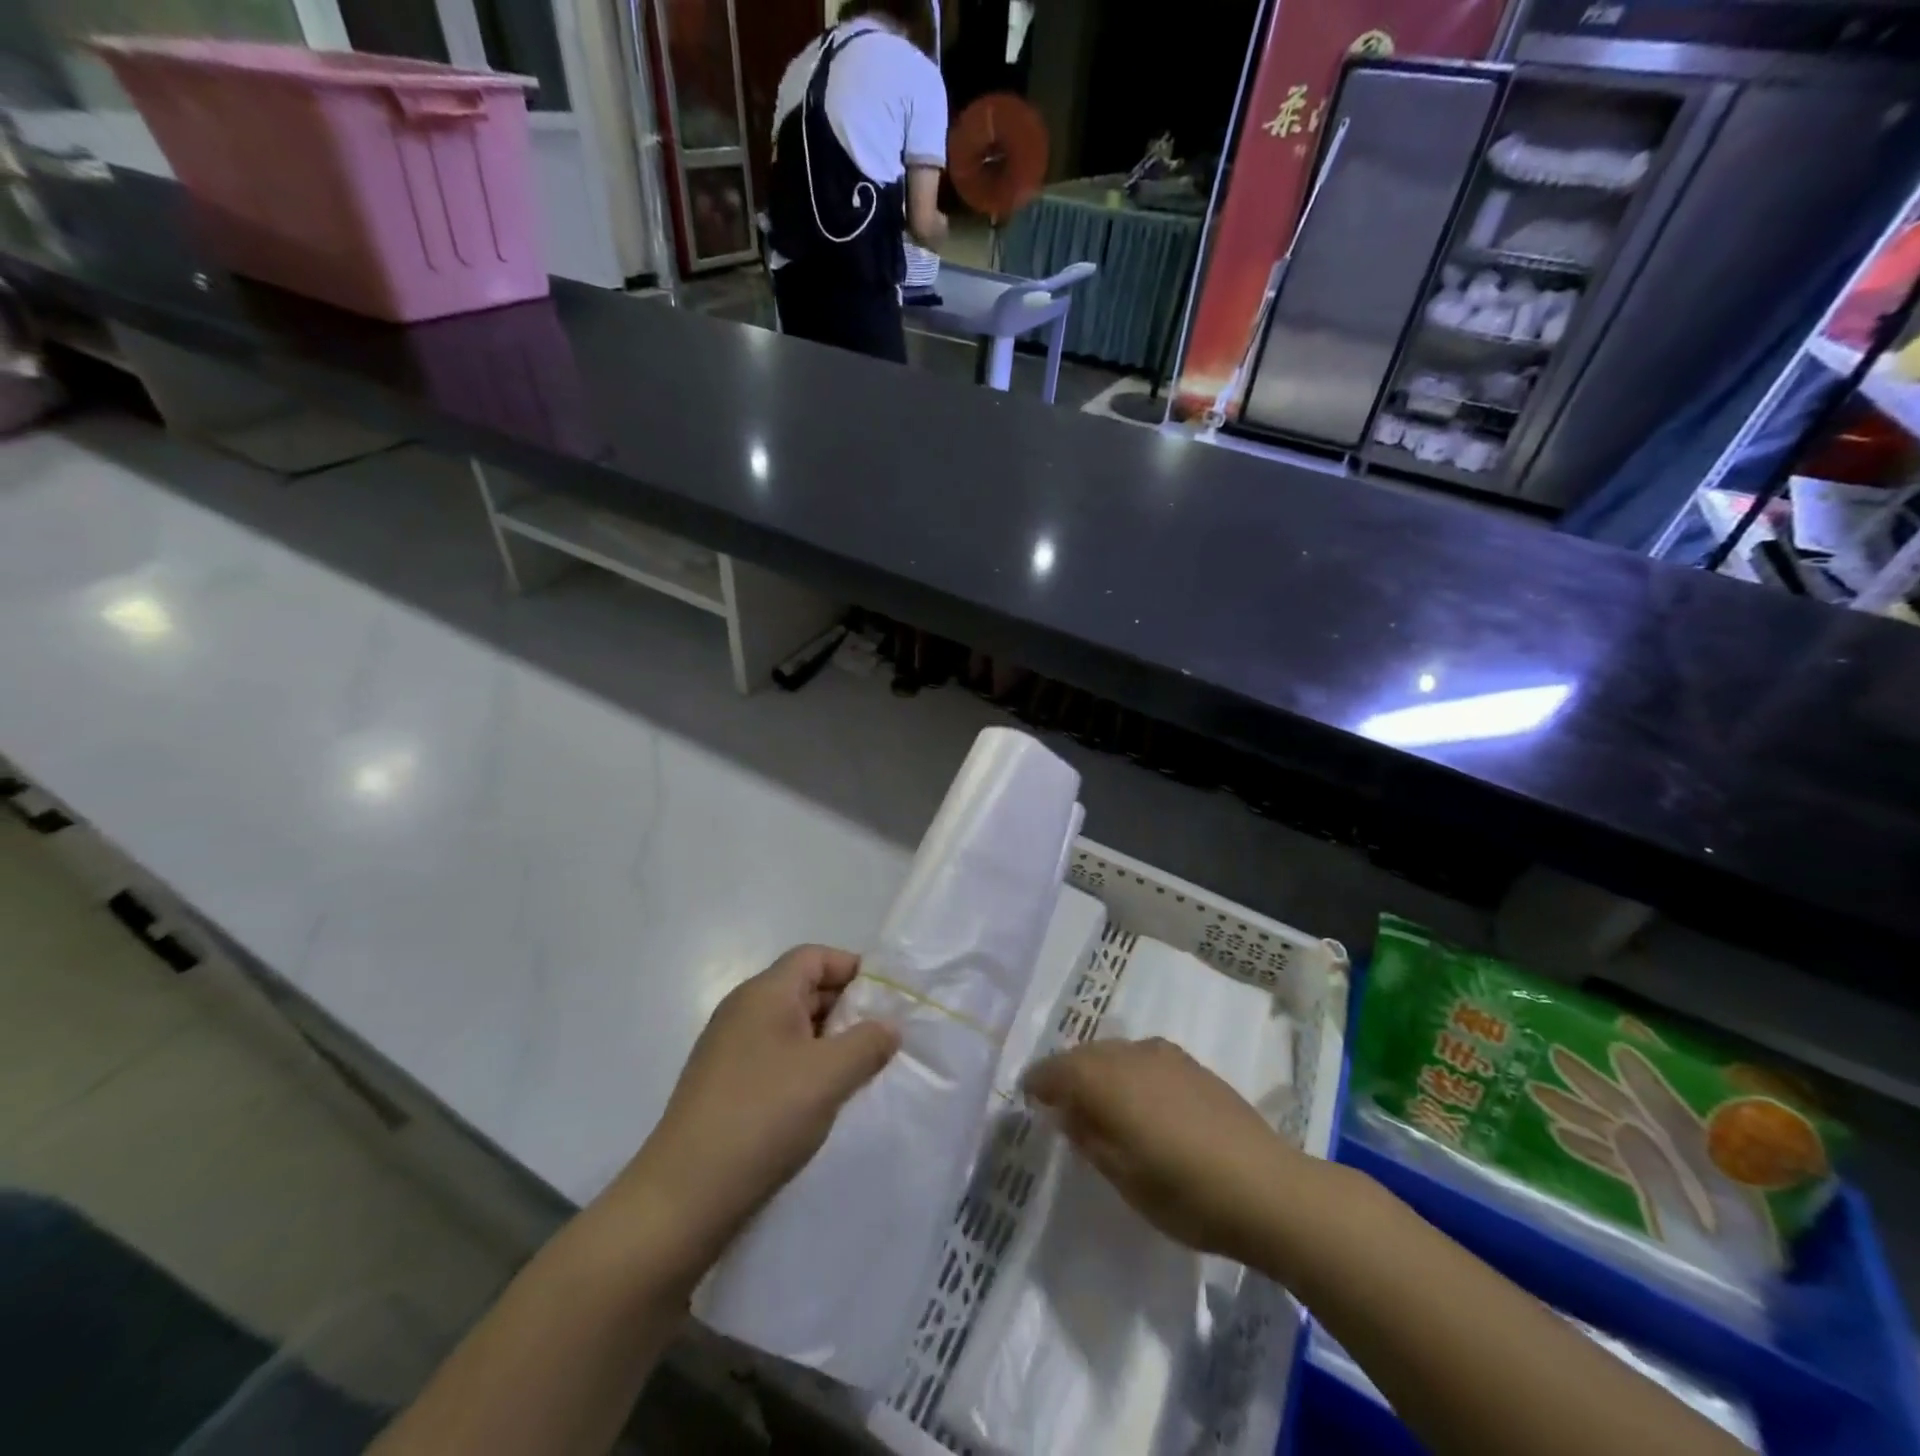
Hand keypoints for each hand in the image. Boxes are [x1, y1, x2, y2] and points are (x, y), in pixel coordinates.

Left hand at [598, 946, 899, 1286]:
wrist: (683, 1197)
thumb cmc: (763, 1117)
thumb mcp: (829, 1076)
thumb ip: (868, 1043)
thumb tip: (888, 1027)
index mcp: (764, 993)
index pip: (814, 956)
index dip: (852, 969)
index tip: (885, 1000)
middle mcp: (742, 1010)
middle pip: (802, 987)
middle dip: (845, 1008)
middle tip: (879, 1039)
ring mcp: (728, 1048)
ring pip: (790, 1025)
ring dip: (826, 1041)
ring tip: (857, 1072)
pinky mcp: (722, 1084)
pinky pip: (773, 1056)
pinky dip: (803, 1066)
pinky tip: (819, 1099)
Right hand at [1023, 1037, 1295, 1261]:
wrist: (1265, 1187)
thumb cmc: (1183, 1191)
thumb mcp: (1121, 1176)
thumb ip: (1088, 1137)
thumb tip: (1067, 1112)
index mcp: (1104, 1079)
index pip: (1056, 1068)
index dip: (1038, 1082)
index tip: (1028, 1097)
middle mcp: (1130, 1054)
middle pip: (1085, 1054)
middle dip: (1068, 1073)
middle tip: (1060, 1102)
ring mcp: (1164, 1055)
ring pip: (1116, 1052)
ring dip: (1100, 1070)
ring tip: (1100, 1101)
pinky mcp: (1192, 1064)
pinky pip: (1143, 1058)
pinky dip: (1129, 1071)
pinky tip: (1141, 1100)